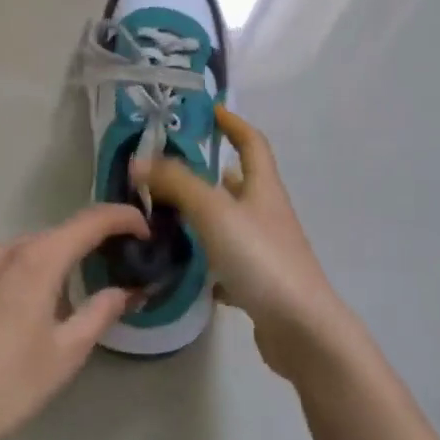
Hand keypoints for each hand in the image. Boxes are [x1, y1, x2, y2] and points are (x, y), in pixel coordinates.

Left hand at [0, 204, 147, 439]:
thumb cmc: (5, 387)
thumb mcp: (65, 353)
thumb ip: (101, 311)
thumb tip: (128, 289)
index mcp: (36, 258)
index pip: (91, 220)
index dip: (124, 219)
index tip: (148, 232)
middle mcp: (6, 248)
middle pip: (61, 235)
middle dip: (93, 248)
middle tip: (121, 274)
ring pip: (34, 252)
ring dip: (62, 266)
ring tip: (79, 305)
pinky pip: (10, 267)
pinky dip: (34, 276)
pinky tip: (36, 315)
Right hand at [134, 108, 360, 382]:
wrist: (301, 329)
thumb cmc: (261, 258)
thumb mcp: (215, 211)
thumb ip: (177, 183)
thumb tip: (139, 161)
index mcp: (264, 188)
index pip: (252, 143)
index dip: (233, 123)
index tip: (210, 110)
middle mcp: (267, 214)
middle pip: (240, 183)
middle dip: (207, 172)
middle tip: (167, 170)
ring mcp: (266, 251)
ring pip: (230, 223)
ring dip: (203, 216)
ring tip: (165, 216)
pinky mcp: (259, 284)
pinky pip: (228, 263)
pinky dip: (207, 261)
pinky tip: (184, 270)